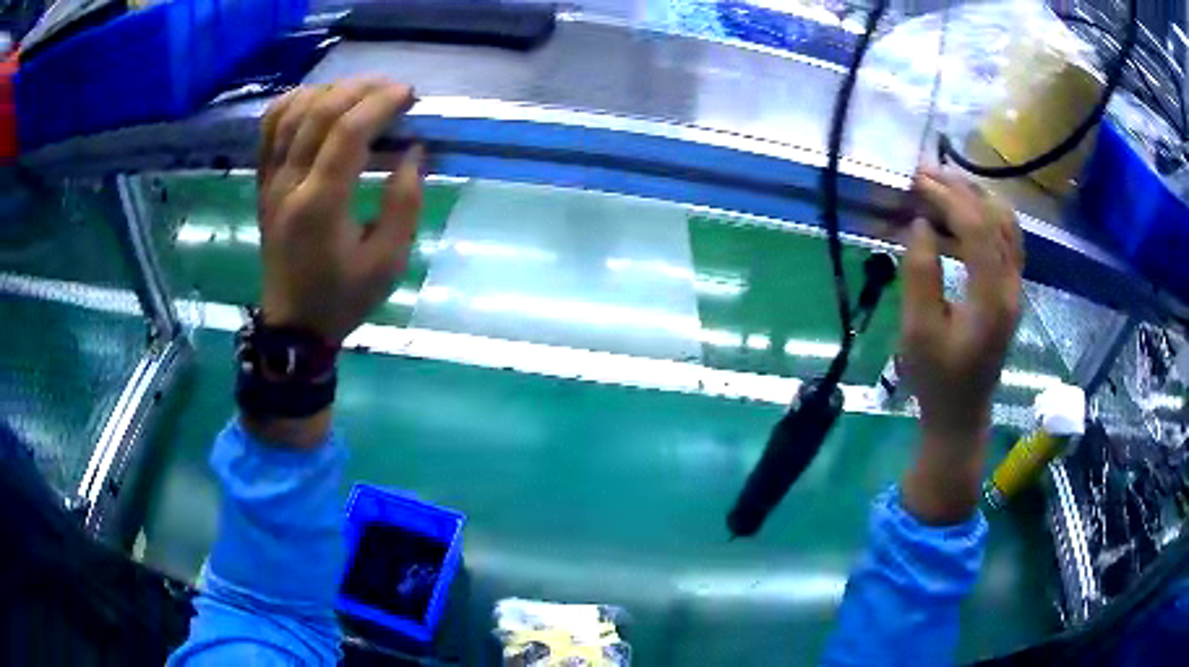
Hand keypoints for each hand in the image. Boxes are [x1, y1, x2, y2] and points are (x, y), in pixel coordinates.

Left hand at [258, 78, 423, 342]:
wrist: (293, 325)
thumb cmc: (343, 297)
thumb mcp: (388, 262)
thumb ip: (404, 202)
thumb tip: (412, 151)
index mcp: (321, 205)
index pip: (348, 132)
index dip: (381, 103)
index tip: (409, 96)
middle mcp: (288, 184)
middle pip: (319, 112)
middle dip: (360, 88)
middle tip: (391, 88)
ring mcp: (270, 181)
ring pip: (290, 113)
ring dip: (328, 91)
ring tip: (358, 91)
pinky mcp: (262, 183)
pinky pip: (268, 129)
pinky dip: (291, 103)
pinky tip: (314, 100)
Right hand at [899, 169, 1023, 523]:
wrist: (962, 414)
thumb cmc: (936, 379)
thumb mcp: (918, 332)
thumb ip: (920, 274)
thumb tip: (920, 224)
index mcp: (992, 299)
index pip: (977, 229)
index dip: (947, 198)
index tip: (916, 179)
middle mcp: (1012, 287)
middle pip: (996, 219)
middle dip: (961, 190)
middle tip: (925, 173)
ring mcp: (1016, 288)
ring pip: (1007, 225)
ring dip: (976, 199)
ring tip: (942, 186)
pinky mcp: (1012, 291)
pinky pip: (1007, 240)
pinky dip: (985, 217)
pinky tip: (962, 214)